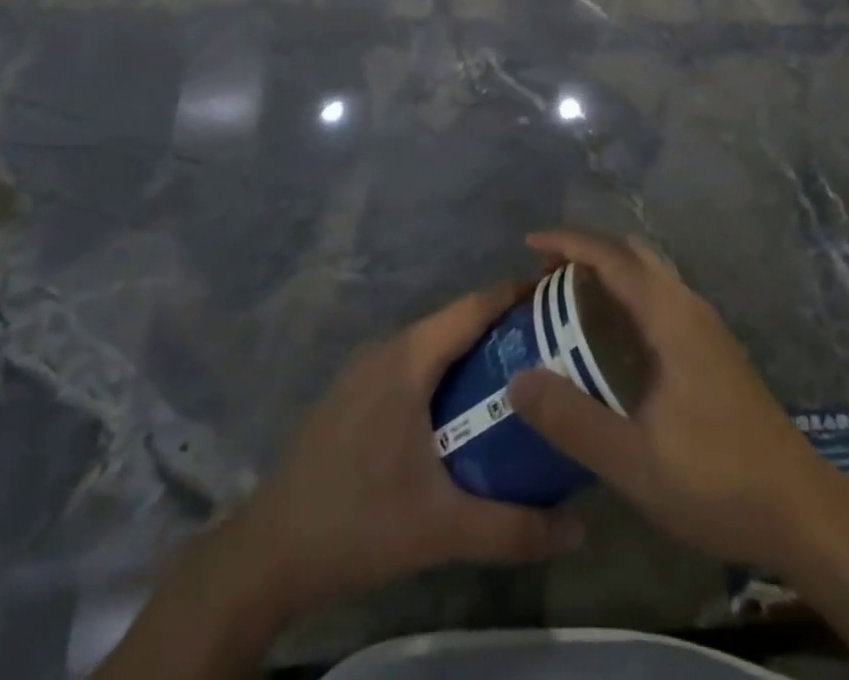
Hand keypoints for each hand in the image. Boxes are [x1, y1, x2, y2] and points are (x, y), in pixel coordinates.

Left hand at [238, 282, 585, 614]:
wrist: (268, 553)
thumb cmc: (358, 523)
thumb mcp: (443, 529)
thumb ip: (514, 528)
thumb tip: (580, 529)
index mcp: (409, 359)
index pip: (474, 306)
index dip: (517, 294)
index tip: (559, 298)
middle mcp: (387, 348)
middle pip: (456, 321)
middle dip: (503, 327)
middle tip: (551, 347)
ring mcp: (363, 368)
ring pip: (431, 343)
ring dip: (472, 351)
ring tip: (517, 376)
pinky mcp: (351, 392)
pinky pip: (410, 363)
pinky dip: (443, 370)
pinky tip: (461, 408)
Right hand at [508, 230, 840, 571]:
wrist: (802, 510)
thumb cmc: (717, 481)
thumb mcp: (634, 460)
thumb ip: (572, 419)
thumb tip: (517, 379)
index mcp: (670, 316)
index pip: (612, 257)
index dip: (568, 242)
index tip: (528, 243)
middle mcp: (689, 307)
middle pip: (632, 255)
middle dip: (586, 253)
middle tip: (543, 277)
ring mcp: (706, 328)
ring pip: (650, 277)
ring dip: (608, 275)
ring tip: (567, 304)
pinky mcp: (714, 351)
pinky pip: (660, 300)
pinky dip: (626, 298)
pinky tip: (611, 342)